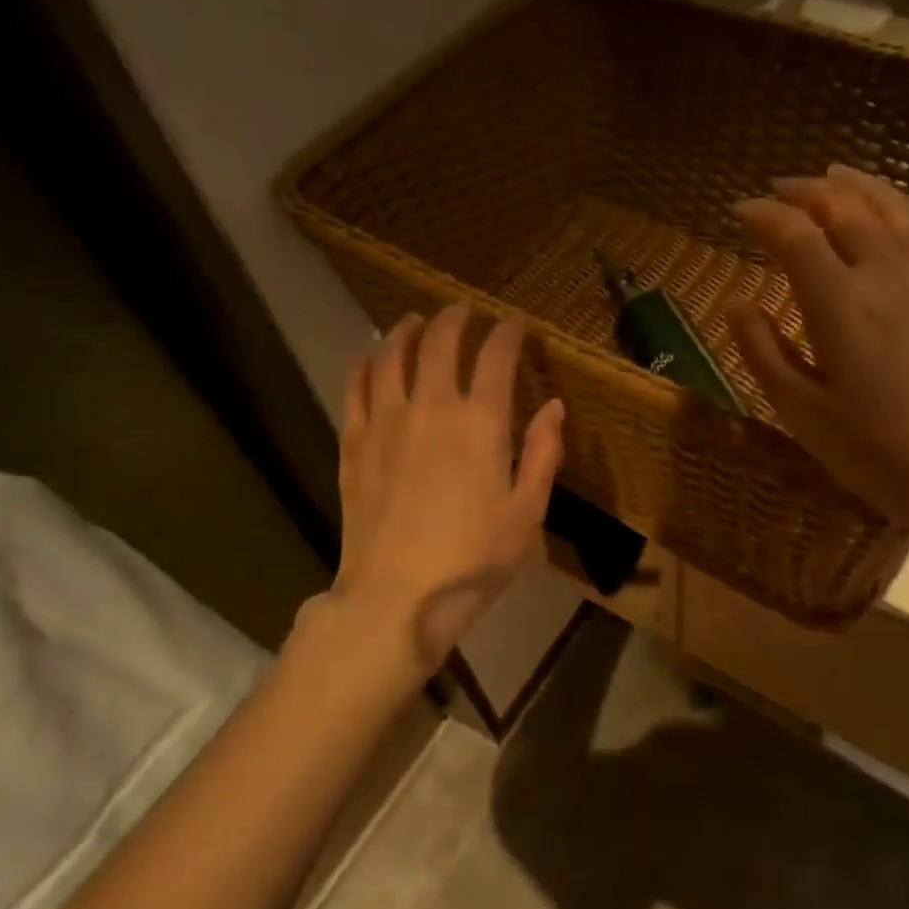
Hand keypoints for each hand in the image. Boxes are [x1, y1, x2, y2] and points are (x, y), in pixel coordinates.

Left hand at [331, 304, 563, 668]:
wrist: (397, 596)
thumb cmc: (473, 559)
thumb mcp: (527, 513)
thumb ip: (542, 454)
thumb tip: (554, 407)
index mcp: (480, 423)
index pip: (496, 356)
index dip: (509, 332)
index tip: (517, 323)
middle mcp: (431, 407)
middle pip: (440, 342)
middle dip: (457, 319)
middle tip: (467, 311)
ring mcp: (386, 421)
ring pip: (392, 354)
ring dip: (408, 331)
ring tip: (417, 322)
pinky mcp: (354, 442)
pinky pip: (356, 387)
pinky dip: (365, 363)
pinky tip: (370, 356)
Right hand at [730, 165, 908, 569]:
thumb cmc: (877, 453)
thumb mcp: (803, 413)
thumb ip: (765, 353)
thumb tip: (738, 305)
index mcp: (839, 304)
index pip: (794, 236)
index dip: (763, 216)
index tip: (739, 211)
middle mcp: (885, 272)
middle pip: (843, 208)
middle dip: (804, 191)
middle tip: (777, 190)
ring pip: (890, 207)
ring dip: (853, 186)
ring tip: (829, 177)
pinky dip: (895, 206)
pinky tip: (887, 215)